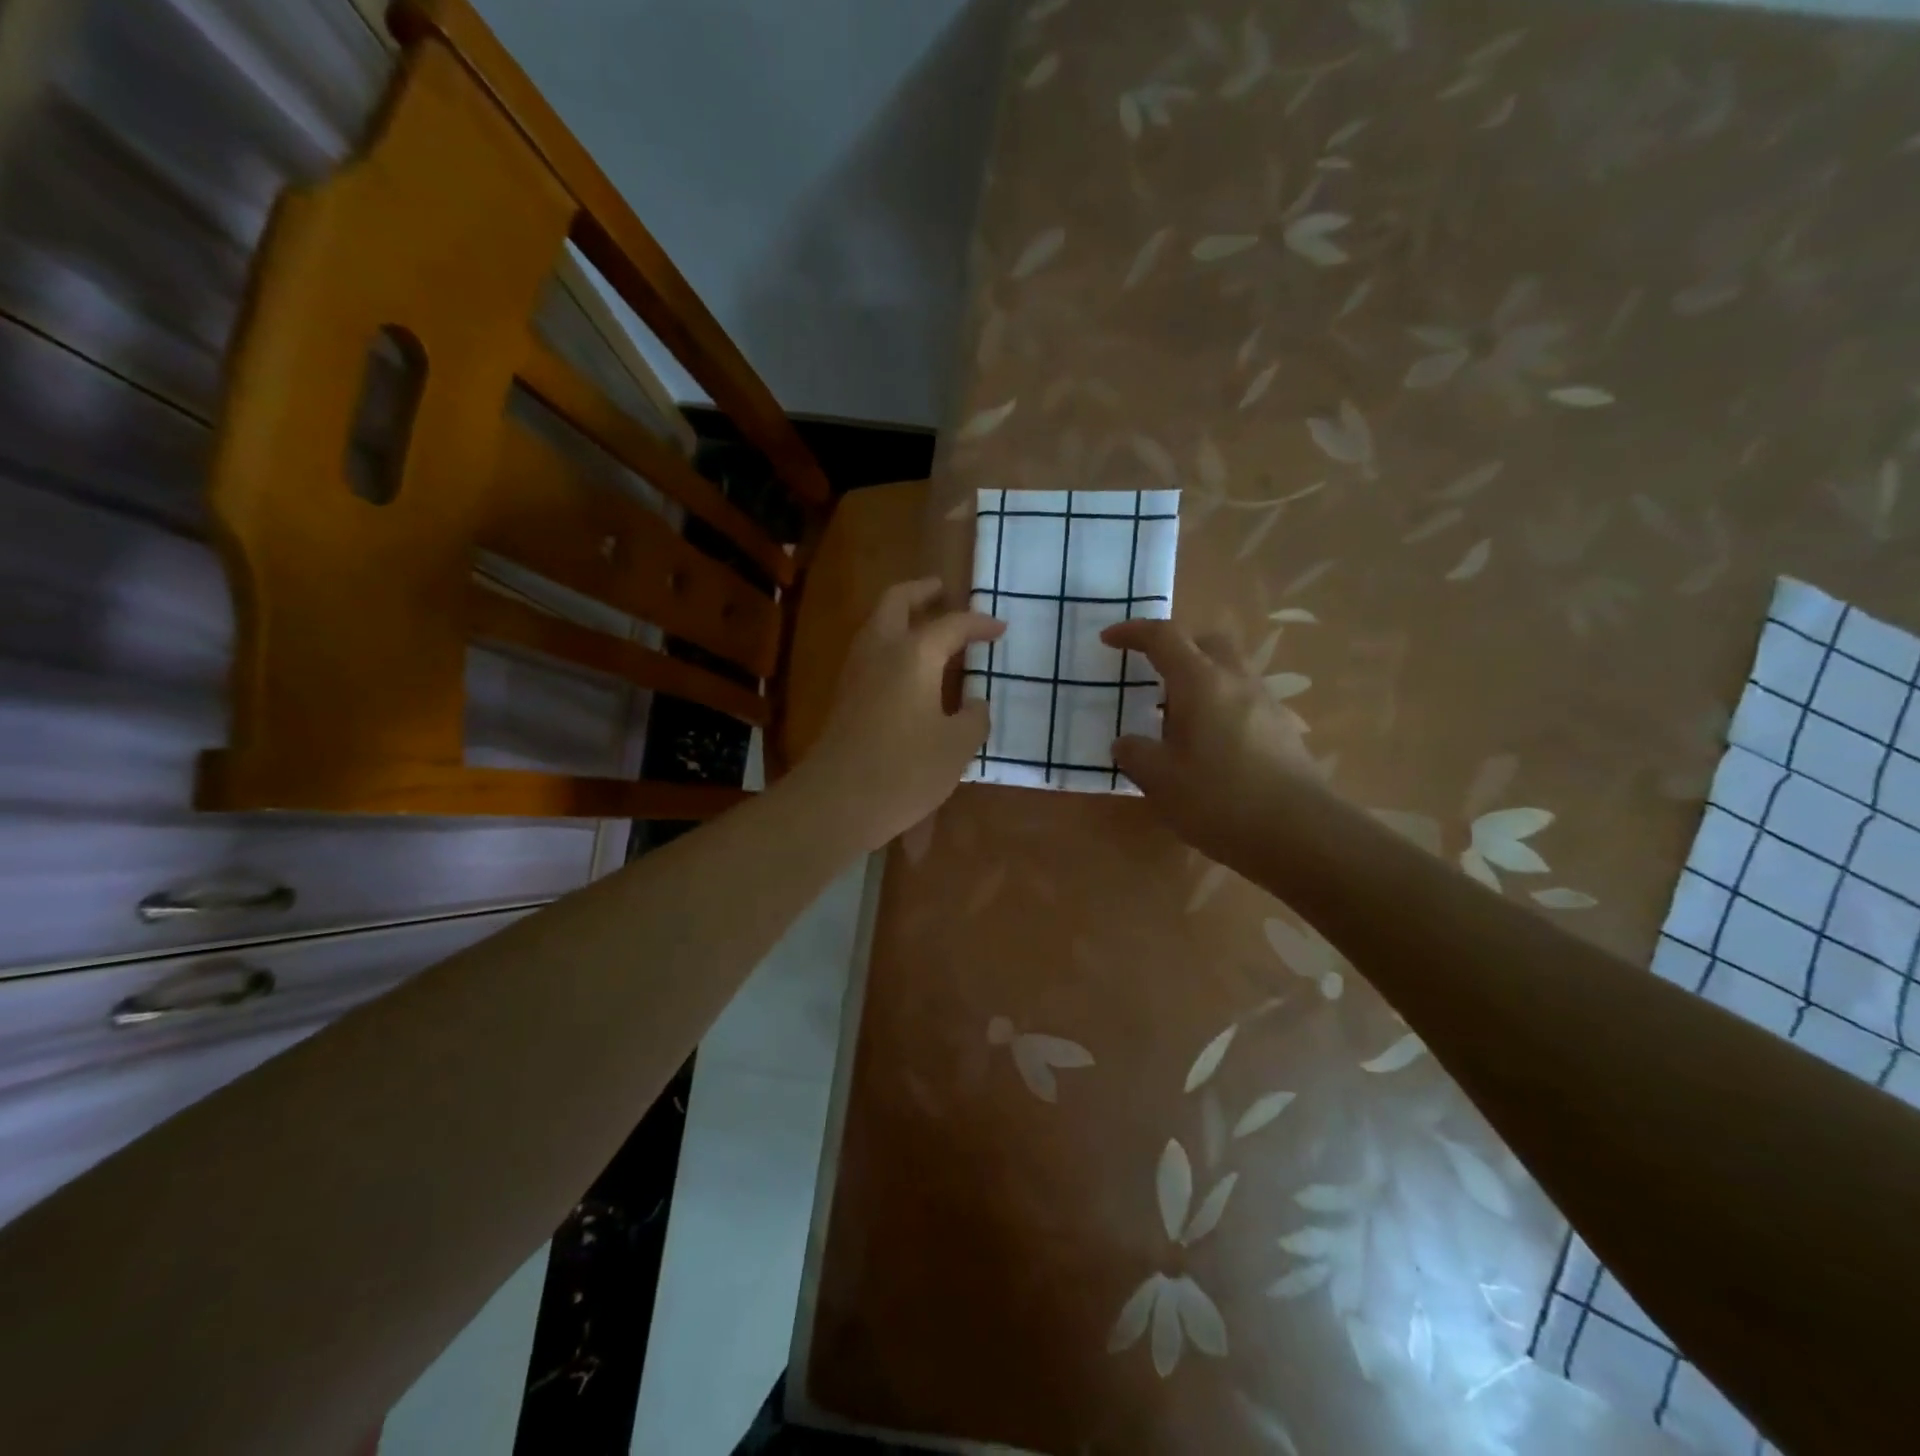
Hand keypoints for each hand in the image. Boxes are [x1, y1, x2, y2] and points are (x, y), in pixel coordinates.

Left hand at [798, 578, 1004, 850]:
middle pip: (896, 602)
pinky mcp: (844, 696)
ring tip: (926, 624)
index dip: (979, 624)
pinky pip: (870, 652)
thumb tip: (974, 703)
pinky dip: (890, 643)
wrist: (837, 801)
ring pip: (876, 625)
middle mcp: (881, 651)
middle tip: (942, 589)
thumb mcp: (957, 746)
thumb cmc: (906, 770)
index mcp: (914, 654)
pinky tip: (907, 666)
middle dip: (920, 591)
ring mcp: (856, 672)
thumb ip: (973, 718)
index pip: (952, 625)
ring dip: (901, 615)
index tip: (1000, 628)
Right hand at [1100, 619, 1314, 862]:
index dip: (1133, 632)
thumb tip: (1126, 743)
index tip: (1109, 639)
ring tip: (1175, 720)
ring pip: (1228, 671)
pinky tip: (1208, 747)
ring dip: (1199, 681)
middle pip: (1206, 642)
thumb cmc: (1218, 799)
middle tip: (1151, 675)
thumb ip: (1135, 754)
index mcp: (1200, 682)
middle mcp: (1236, 681)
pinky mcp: (1282, 730)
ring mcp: (1265, 703)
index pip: (1163, 637)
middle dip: (1176, 648)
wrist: (1299, 834)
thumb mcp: (1159, 780)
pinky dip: (1219, 707)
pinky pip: (1243, 700)